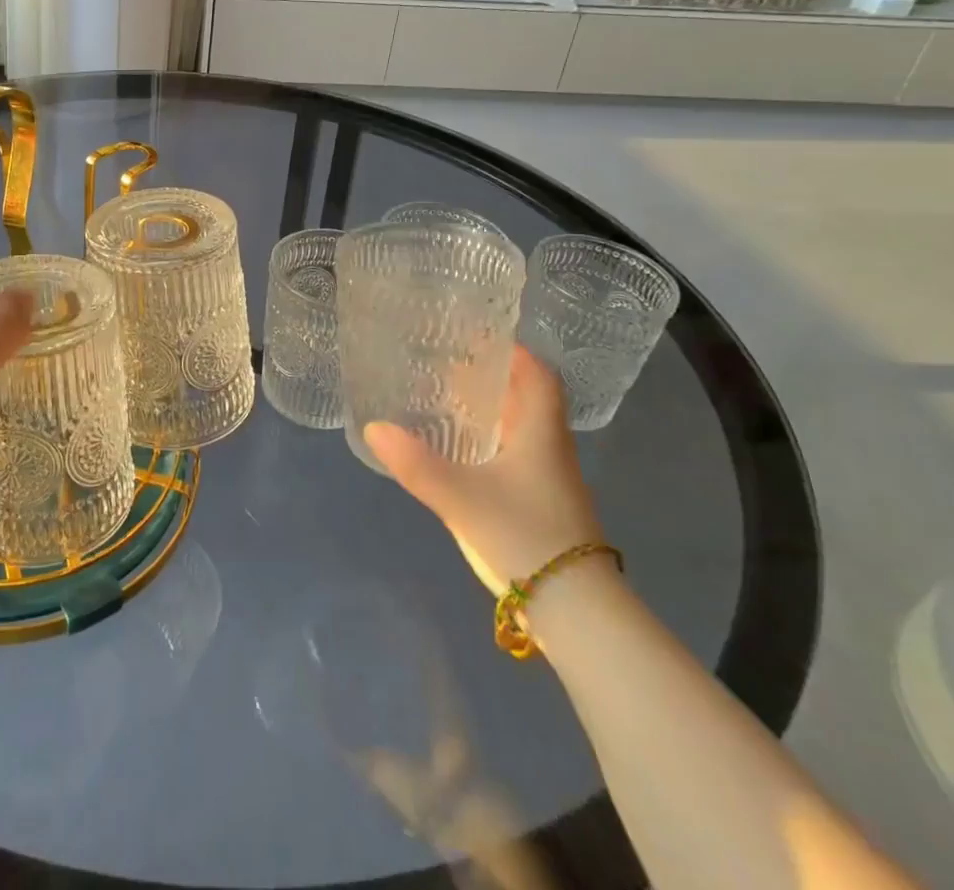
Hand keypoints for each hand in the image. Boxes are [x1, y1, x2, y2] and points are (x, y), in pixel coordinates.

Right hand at [365, 346, 602, 595]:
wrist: (578, 615)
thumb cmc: (526, 538)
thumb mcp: (461, 498)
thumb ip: (416, 463)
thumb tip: (374, 427)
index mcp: (541, 434)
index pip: (540, 376)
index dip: (513, 351)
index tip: (477, 337)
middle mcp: (552, 451)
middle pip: (529, 400)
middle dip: (493, 379)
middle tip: (448, 367)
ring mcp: (552, 483)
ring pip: (523, 431)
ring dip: (492, 413)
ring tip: (448, 404)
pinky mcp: (546, 509)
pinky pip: (518, 458)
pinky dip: (492, 445)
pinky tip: (463, 457)